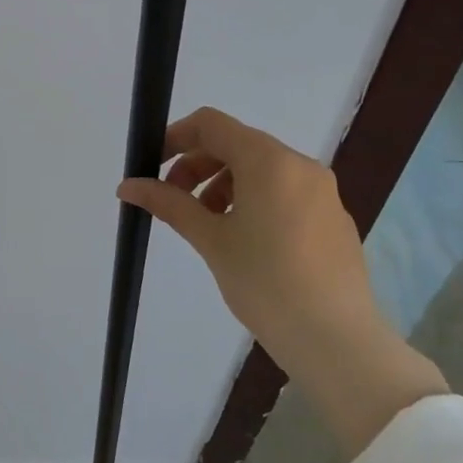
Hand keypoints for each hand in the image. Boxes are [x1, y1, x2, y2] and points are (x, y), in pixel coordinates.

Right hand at [118, 107, 448, 459]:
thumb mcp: (210, 239)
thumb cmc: (264, 282)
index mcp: (269, 161)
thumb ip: (168, 204)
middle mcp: (300, 165)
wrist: (335, 339)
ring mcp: (322, 191)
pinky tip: (244, 240)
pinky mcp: (333, 217)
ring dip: (224, 184)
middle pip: (237, 144)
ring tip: (207, 224)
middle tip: (173, 201)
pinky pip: (284, 191)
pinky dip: (254, 200)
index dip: (175, 136)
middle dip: (197, 165)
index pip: (212, 124)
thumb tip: (127, 186)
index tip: (152, 165)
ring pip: (261, 169)